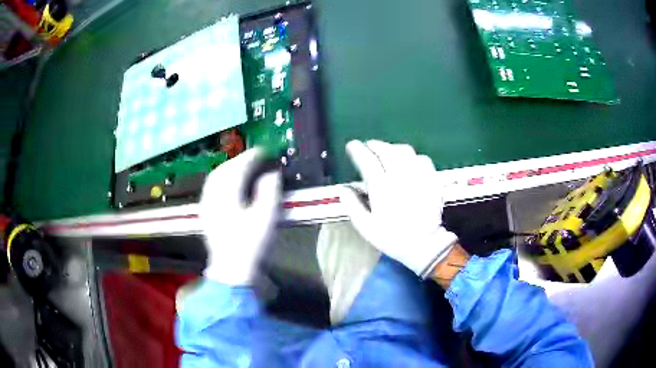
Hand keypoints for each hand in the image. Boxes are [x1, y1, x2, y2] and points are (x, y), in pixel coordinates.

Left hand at [199, 148, 281, 284]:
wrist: (231, 269)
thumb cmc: (251, 245)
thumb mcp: (266, 219)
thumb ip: (269, 192)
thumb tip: (271, 174)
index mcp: (228, 196)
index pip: (238, 168)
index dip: (251, 157)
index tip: (263, 151)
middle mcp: (213, 197)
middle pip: (223, 170)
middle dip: (238, 160)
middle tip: (253, 157)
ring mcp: (207, 205)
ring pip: (214, 177)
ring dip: (228, 168)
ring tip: (241, 166)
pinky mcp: (205, 213)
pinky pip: (210, 187)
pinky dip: (220, 179)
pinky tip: (226, 182)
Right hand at [339, 140, 457, 277]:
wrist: (424, 244)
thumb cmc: (392, 237)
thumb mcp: (366, 227)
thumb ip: (352, 206)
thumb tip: (342, 189)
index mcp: (382, 187)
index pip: (367, 159)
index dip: (357, 149)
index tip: (352, 146)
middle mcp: (400, 176)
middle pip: (386, 150)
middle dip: (375, 145)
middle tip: (368, 147)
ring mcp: (418, 176)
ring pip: (405, 151)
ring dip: (393, 148)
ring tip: (387, 152)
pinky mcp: (431, 179)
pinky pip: (422, 159)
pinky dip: (412, 156)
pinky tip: (409, 162)